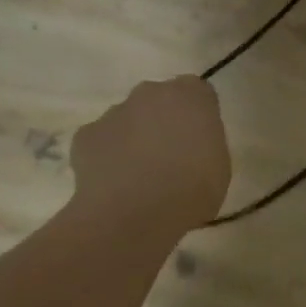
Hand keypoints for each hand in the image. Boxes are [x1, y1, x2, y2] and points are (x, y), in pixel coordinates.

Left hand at [69, 76, 231, 229]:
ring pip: (127, 119)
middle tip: (170, 156)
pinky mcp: (85, 135)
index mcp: (191, 96)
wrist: (136, 214)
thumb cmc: (192, 189)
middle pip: (158, 99)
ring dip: (134, 138)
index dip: (197, 114)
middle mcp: (151, 93)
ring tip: (139, 176)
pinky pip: (101, 141)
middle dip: (163, 120)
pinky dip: (107, 156)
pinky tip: (114, 183)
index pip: (197, 92)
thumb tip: (192, 145)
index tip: (199, 139)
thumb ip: (205, 143)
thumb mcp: (219, 166)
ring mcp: (114, 112)